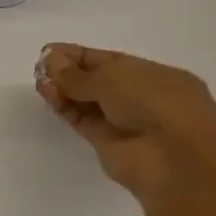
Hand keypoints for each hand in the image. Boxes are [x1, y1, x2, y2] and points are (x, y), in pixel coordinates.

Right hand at [35, 45, 215, 204]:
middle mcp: (143, 98)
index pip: (112, 61)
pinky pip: (84, 120)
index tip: (50, 51)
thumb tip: (50, 61)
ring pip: (88, 101)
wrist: (175, 164)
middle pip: (98, 81)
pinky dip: (66, 108)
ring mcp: (127, 123)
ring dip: (65, 90)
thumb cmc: (156, 105)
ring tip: (40, 82)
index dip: (81, 55)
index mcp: (158, 77)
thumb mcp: (114, 78)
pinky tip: (48, 96)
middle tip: (40, 67)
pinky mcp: (110, 144)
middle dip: (70, 72)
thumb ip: (77, 73)